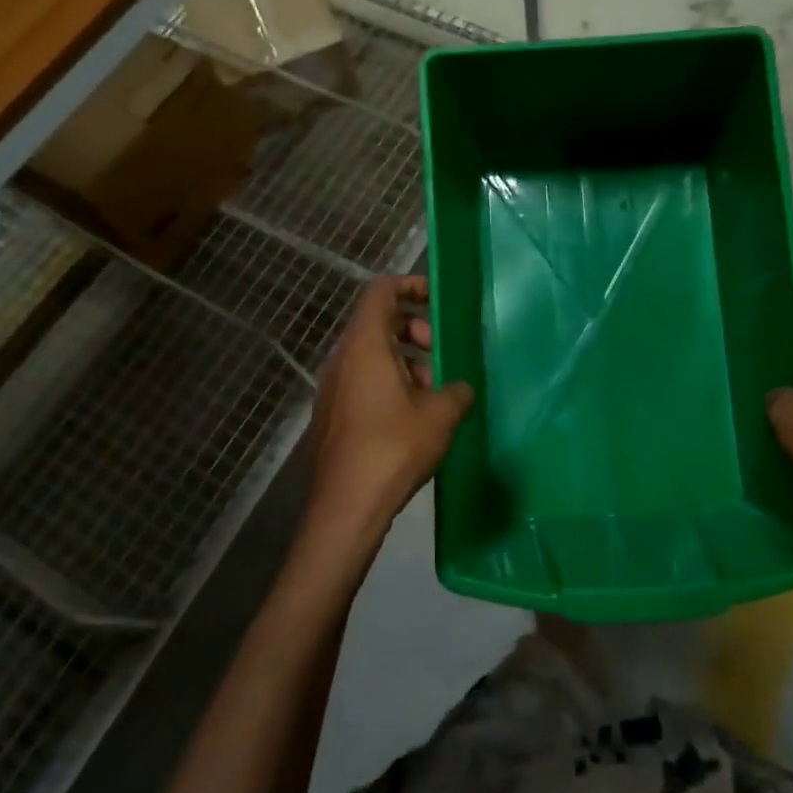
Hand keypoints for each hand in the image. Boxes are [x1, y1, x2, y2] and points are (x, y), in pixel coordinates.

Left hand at [303, 276, 473, 564]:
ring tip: (434, 391)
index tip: (437, 299)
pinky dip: (389, 382)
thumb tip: (461, 388)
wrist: (346, 506)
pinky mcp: (332, 414)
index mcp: (366, 346)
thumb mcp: (440, 415)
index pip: (381, 292)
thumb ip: (457, 391)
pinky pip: (363, 381)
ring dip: (405, 361)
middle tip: (441, 353)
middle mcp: (343, 359)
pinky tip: (413, 416)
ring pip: (372, 355)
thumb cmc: (394, 448)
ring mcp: (333, 388)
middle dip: (414, 329)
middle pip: (378, 323)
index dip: (410, 286)